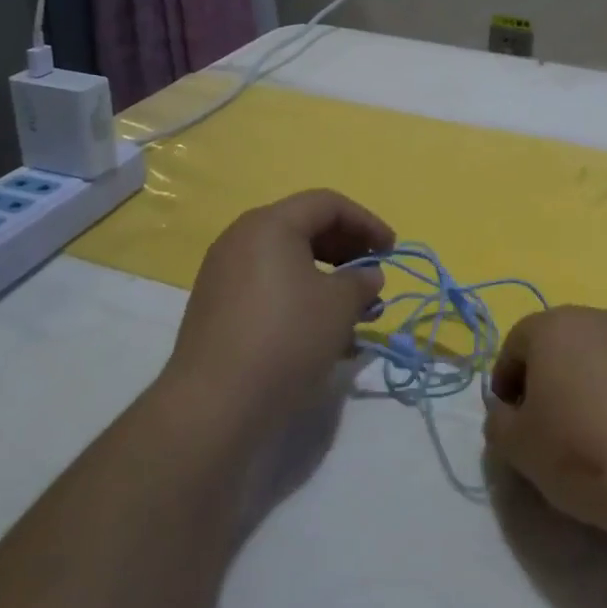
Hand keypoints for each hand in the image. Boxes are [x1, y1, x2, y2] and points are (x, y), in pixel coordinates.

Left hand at [164, 190, 393, 429]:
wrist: (215, 403)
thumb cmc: (287, 338)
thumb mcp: (339, 306)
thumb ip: (361, 281)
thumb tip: (367, 275)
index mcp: (270, 225)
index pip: (327, 204)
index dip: (366, 222)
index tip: (391, 251)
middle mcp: (241, 239)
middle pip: (304, 228)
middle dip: (346, 250)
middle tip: (373, 276)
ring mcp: (224, 274)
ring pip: (287, 262)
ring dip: (326, 278)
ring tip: (354, 311)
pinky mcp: (217, 307)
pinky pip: (268, 287)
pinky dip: (300, 297)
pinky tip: (322, 331)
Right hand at [483, 307, 606, 540]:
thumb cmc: (579, 450)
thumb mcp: (516, 445)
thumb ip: (498, 421)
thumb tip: (506, 412)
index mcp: (554, 326)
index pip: (515, 343)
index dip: (504, 380)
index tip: (508, 418)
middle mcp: (598, 319)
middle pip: (558, 343)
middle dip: (545, 377)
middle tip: (543, 422)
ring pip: (597, 357)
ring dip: (584, 384)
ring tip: (585, 431)